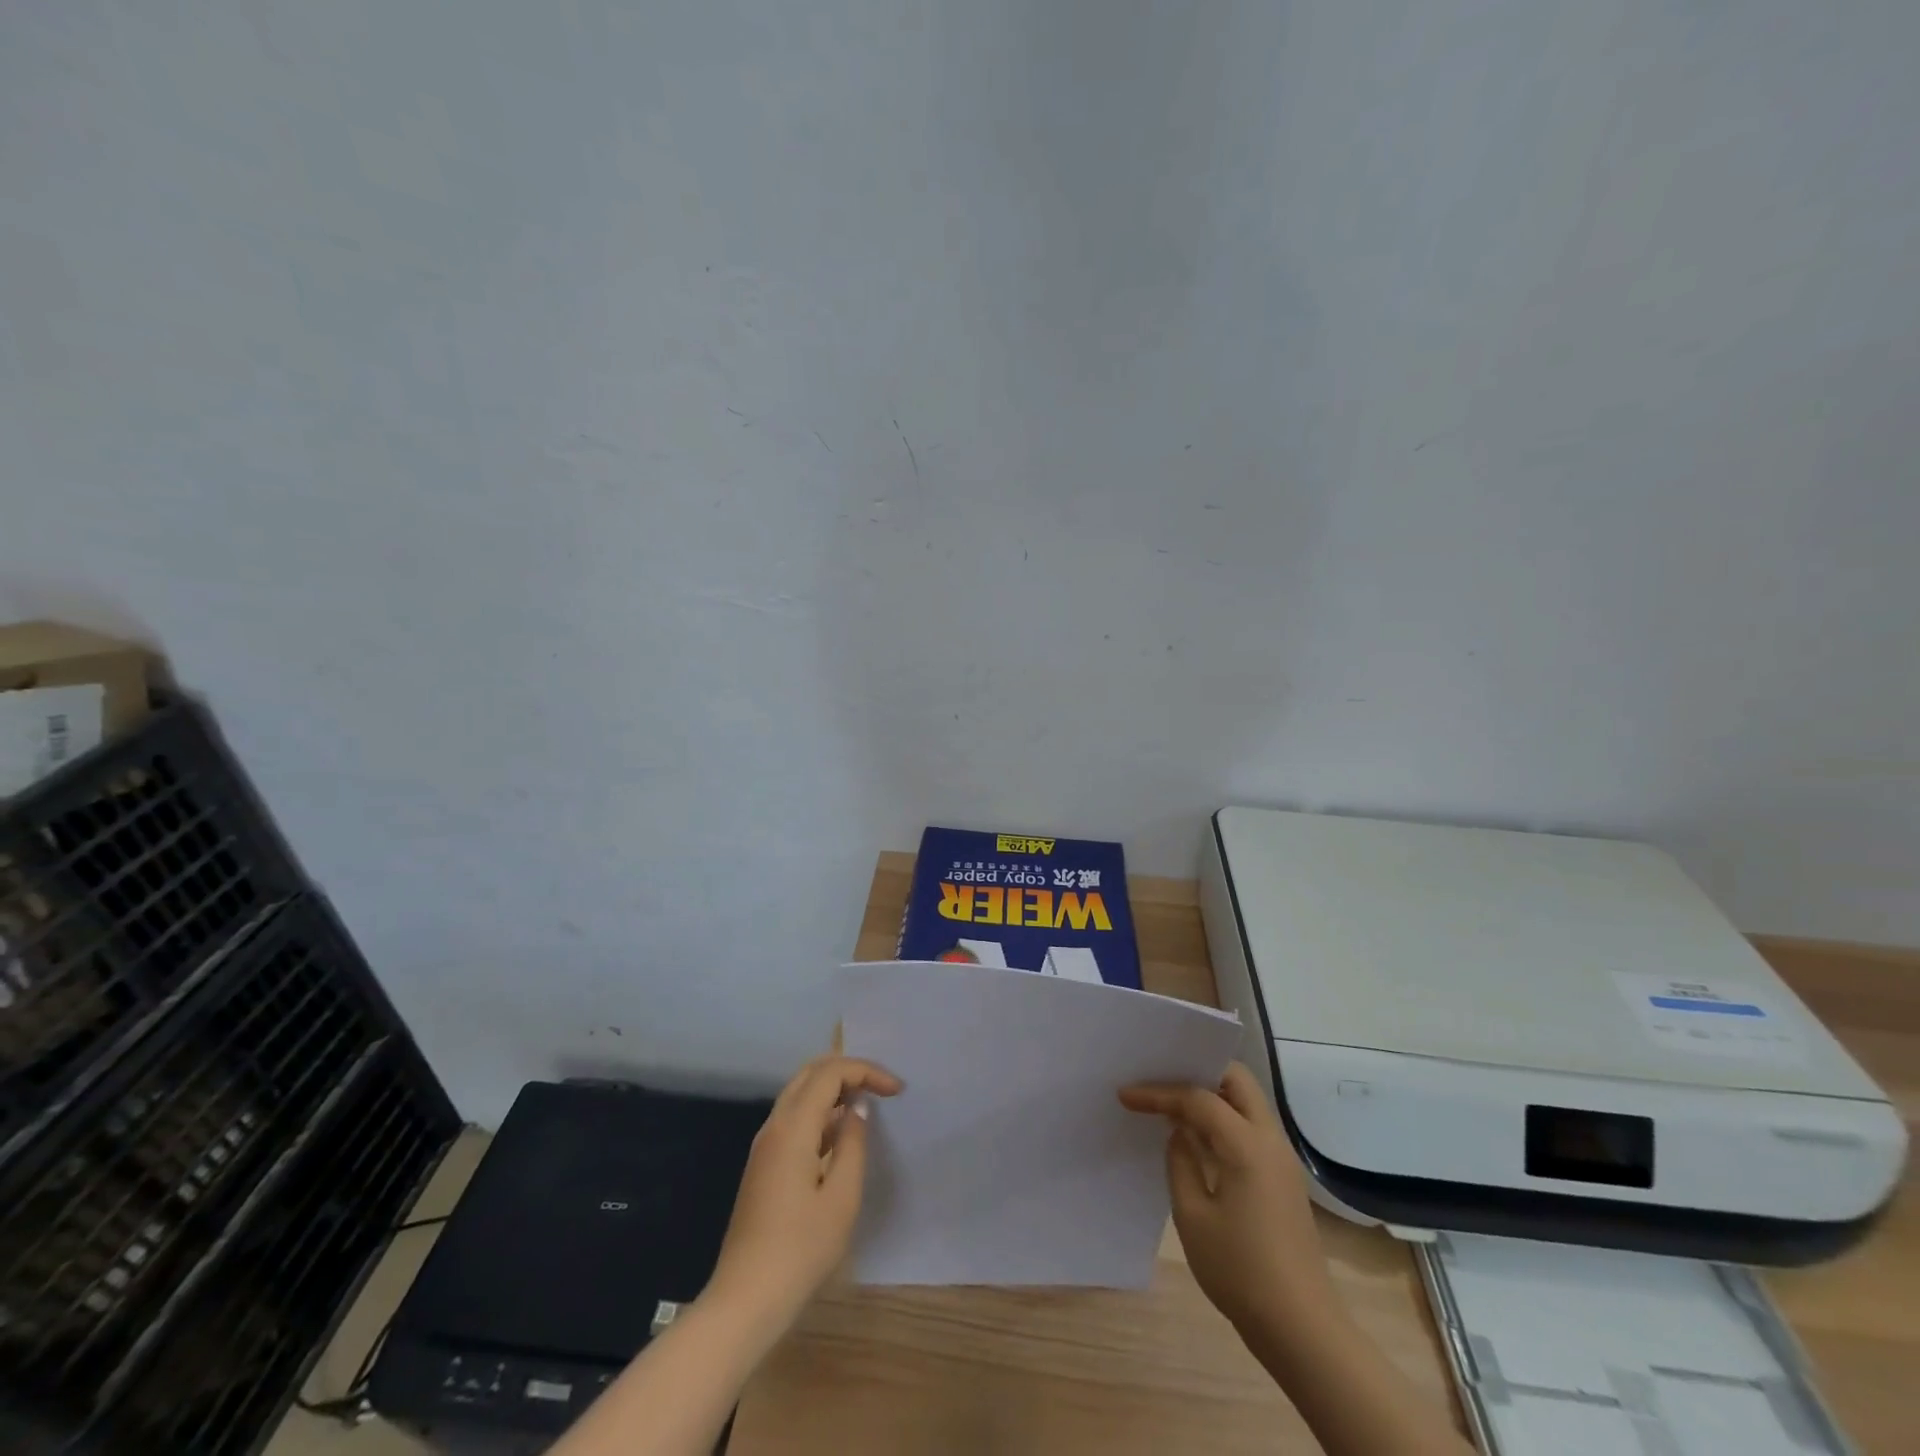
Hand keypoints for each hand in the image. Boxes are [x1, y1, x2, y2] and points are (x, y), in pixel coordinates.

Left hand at [706, 1055, 901, 1331]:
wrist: (745, 1301)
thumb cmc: (800, 1251)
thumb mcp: (842, 1198)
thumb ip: (853, 1144)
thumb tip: (857, 1108)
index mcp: (793, 1127)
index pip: (830, 1072)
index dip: (866, 1071)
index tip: (896, 1090)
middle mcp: (774, 1126)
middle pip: (810, 1073)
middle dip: (848, 1070)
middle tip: (881, 1086)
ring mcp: (765, 1146)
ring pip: (800, 1094)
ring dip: (834, 1089)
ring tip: (867, 1104)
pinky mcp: (763, 1165)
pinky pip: (794, 1118)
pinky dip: (821, 1111)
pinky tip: (841, 1135)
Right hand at [1119, 1063, 1334, 1339]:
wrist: (1303, 1330)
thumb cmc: (1241, 1271)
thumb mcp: (1193, 1216)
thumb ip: (1180, 1162)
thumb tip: (1179, 1134)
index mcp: (1247, 1144)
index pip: (1198, 1098)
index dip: (1159, 1093)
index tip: (1126, 1095)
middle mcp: (1270, 1140)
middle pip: (1236, 1080)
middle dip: (1197, 1071)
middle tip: (1162, 1082)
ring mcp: (1282, 1159)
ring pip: (1247, 1101)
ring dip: (1212, 1094)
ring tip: (1174, 1105)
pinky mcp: (1284, 1178)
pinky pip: (1252, 1127)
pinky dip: (1224, 1118)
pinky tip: (1198, 1138)